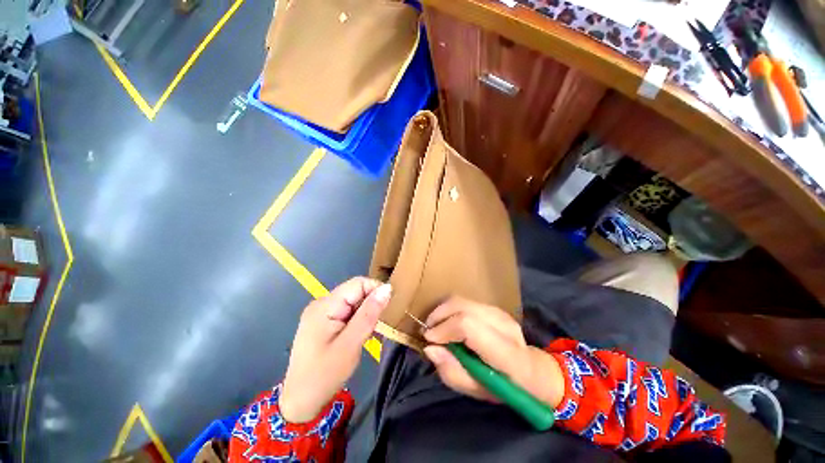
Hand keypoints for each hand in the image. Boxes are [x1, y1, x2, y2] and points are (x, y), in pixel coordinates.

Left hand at [280, 278, 390, 422]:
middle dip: (369, 304)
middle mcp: (322, 303)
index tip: (386, 309)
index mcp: (325, 306)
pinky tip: (356, 335)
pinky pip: (347, 311)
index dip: (375, 290)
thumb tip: (387, 288)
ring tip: (365, 334)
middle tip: (374, 327)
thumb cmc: (325, 375)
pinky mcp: (323, 320)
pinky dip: (357, 319)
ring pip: (353, 301)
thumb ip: (369, 314)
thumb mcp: (351, 344)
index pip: (358, 283)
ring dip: (364, 313)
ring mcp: (321, 312)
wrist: (300, 402)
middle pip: (355, 291)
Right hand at [423, 297, 564, 408]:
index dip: (445, 329)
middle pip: (463, 307)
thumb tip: (429, 348)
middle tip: (427, 331)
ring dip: (442, 311)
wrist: (533, 372)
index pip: (469, 326)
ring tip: (433, 326)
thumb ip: (453, 372)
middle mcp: (504, 325)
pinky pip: (465, 302)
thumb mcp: (479, 391)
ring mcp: (500, 312)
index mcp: (507, 353)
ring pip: (462, 300)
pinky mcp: (494, 307)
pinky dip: (450, 310)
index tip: (429, 339)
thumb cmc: (507, 388)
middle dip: (439, 315)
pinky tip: (446, 322)